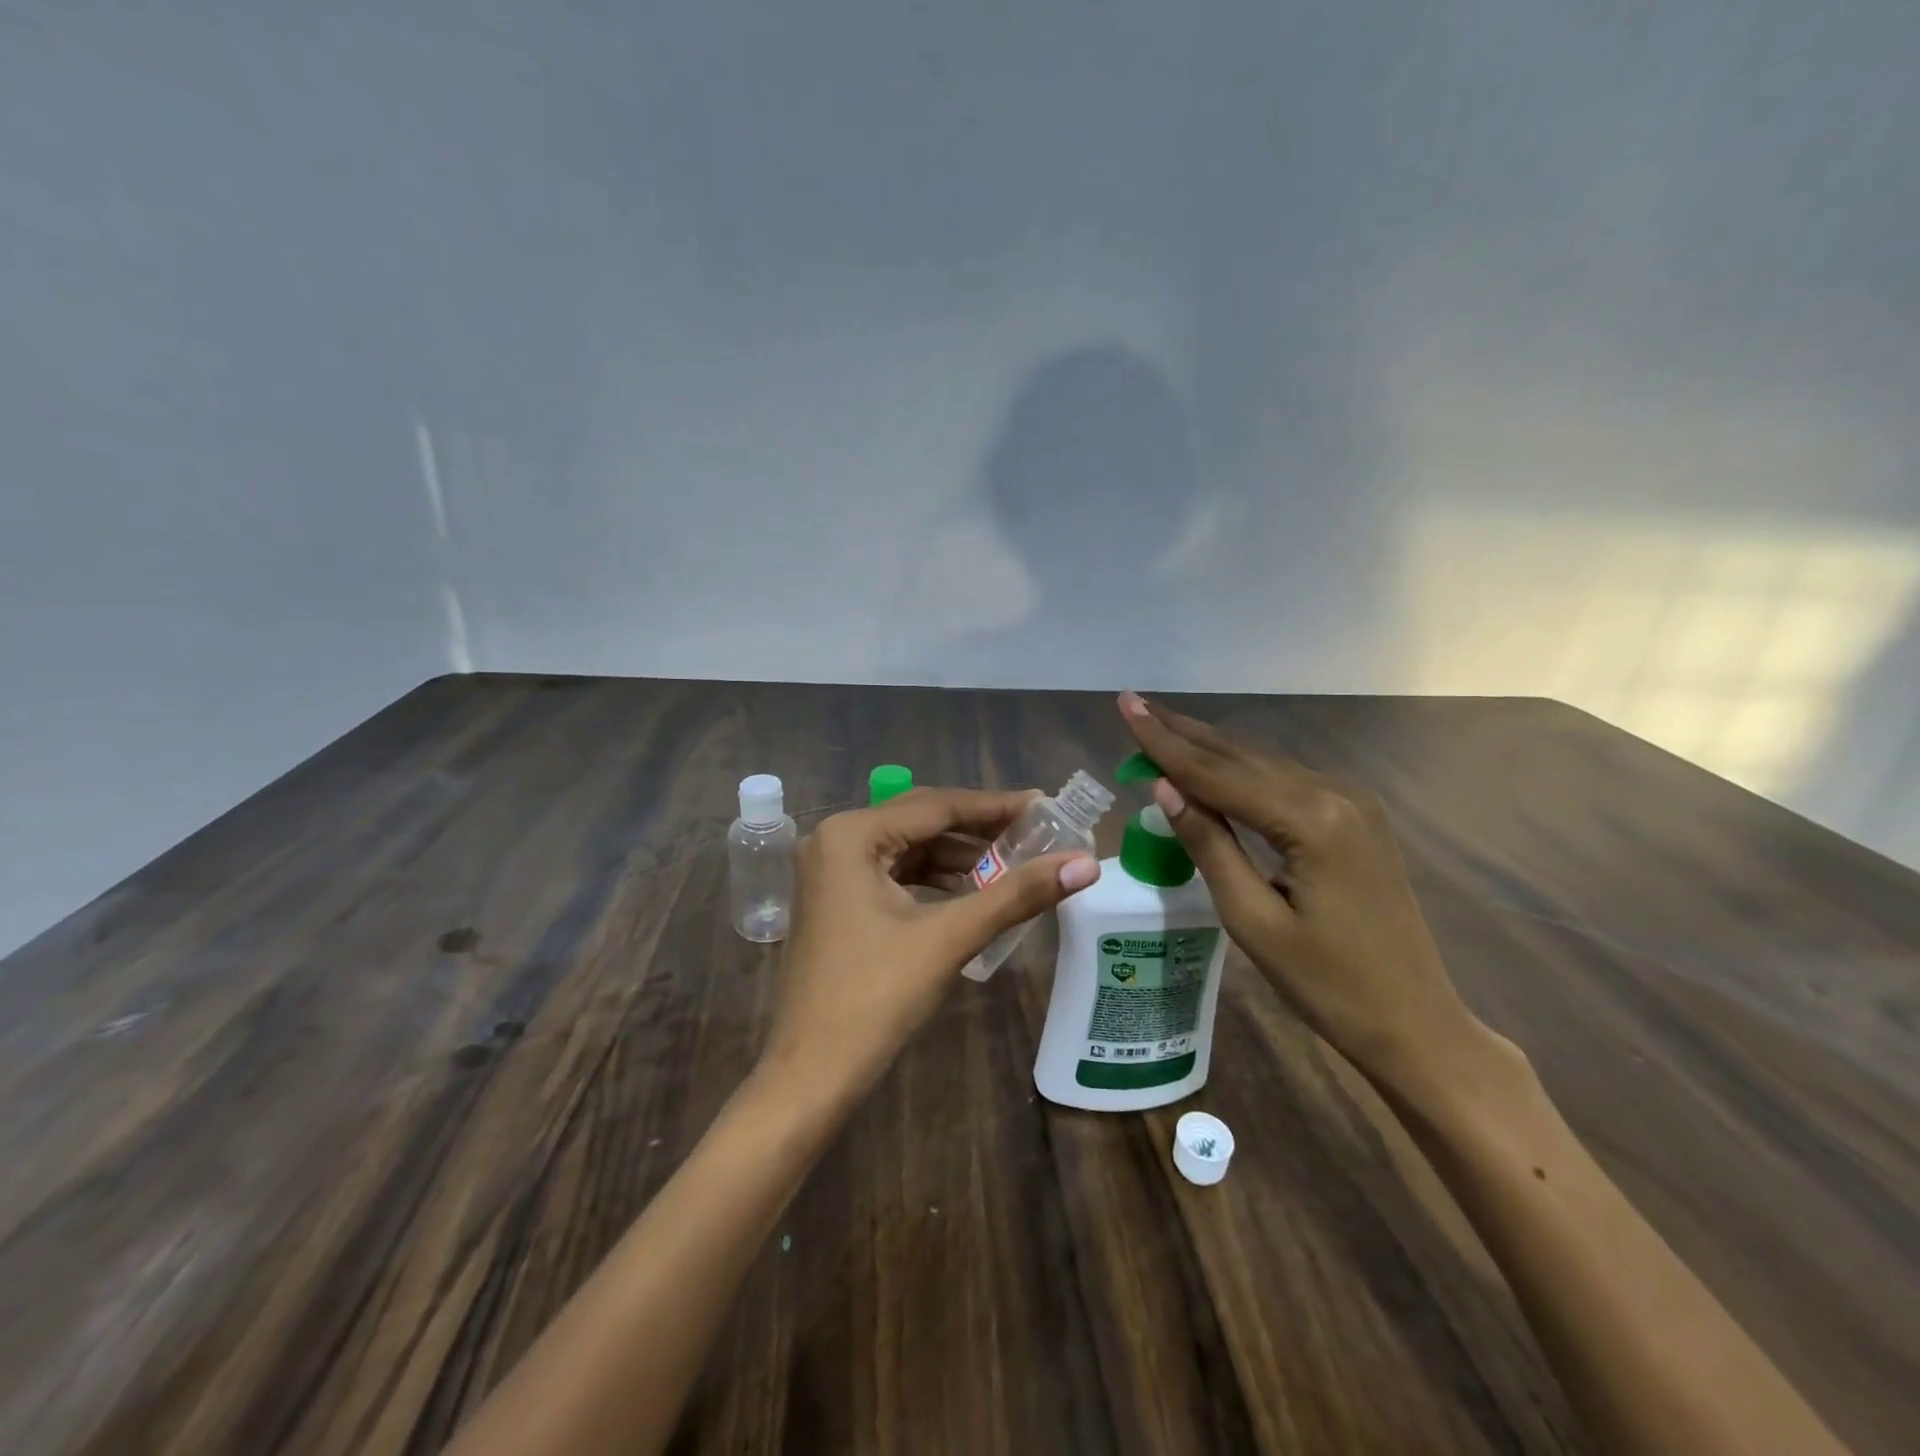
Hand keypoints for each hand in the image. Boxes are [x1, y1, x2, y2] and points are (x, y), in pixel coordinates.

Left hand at [758, 788, 1099, 1105]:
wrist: (811, 1075)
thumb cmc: (875, 998)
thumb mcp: (949, 937)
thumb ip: (1017, 894)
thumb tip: (1086, 864)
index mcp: (851, 834)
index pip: (936, 806)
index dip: (995, 806)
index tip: (1045, 805)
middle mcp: (834, 840)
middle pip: (921, 821)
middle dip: (978, 830)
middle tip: (1036, 833)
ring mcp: (830, 871)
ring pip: (908, 848)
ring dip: (958, 856)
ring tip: (1014, 864)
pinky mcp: (836, 900)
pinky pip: (894, 874)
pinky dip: (934, 880)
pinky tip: (971, 892)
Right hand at [1118, 692, 1482, 1088]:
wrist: (1415, 1023)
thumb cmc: (1326, 984)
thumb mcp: (1252, 919)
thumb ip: (1208, 844)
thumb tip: (1163, 787)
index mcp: (1311, 820)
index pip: (1217, 772)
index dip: (1164, 742)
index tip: (1125, 707)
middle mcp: (1335, 794)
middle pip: (1241, 755)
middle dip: (1182, 731)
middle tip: (1134, 704)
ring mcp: (1351, 803)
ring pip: (1262, 763)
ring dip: (1208, 747)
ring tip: (1159, 726)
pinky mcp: (1355, 818)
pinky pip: (1283, 781)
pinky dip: (1239, 770)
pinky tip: (1211, 765)